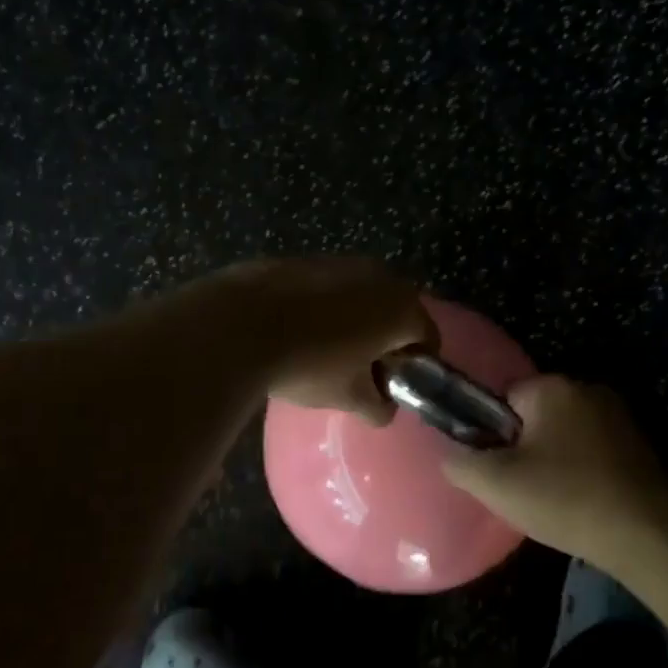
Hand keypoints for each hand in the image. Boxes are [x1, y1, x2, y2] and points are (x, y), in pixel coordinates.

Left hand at [200, 257, 437, 424]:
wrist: (239, 323)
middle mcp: (380, 275)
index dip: (416, 366)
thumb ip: (378, 407)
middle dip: (386, 339)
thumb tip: (384, 409)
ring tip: (327, 350)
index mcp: (401, 308)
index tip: (394, 385)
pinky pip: (329, 287)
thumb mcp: (349, 397)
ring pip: (362, 296)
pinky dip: (325, 306)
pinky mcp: (305, 258)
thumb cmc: (309, 363)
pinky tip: (298, 329)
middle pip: (397, 312)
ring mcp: (341, 261)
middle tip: (363, 370)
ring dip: (355, 320)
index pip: (428, 338)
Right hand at [442, 375, 667, 570]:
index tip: (500, 470)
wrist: (648, 535)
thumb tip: (450, 454)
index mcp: (553, 387)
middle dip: (524, 447)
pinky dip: (582, 470)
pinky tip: (582, 501)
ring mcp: (618, 415)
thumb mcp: (496, 484)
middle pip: (534, 415)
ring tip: (553, 500)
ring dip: (554, 460)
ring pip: (564, 434)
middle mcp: (588, 389)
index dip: (494, 435)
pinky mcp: (639, 443)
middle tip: (522, 489)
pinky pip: (592, 449)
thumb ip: (461, 462)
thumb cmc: (566, 500)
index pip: (503, 399)